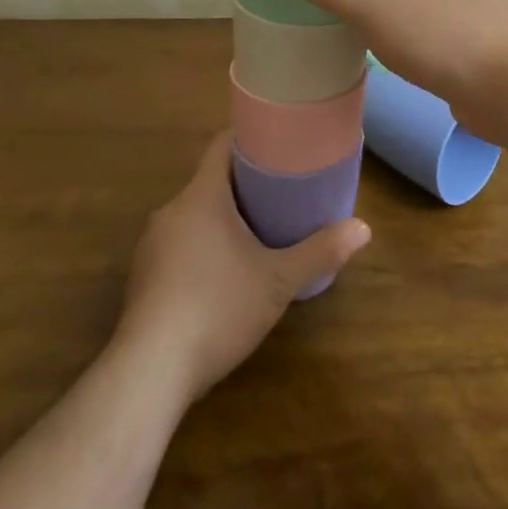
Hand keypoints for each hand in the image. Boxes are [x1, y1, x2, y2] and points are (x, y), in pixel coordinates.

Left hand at [118, 132, 370, 403]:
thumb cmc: (218, 307)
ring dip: (223, 219)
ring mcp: (152, 245)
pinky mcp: (144, 278)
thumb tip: (364, 228)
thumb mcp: (278, 280)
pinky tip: (223, 275)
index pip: (221, 146)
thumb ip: (319, 252)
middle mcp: (171, 211)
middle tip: (281, 192)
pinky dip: (203, 247)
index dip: (249, 137)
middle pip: (210, 181)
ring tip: (258, 232)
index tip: (277, 141)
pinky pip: (179, 245)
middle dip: (244, 185)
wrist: (150, 371)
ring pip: (194, 216)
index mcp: (201, 196)